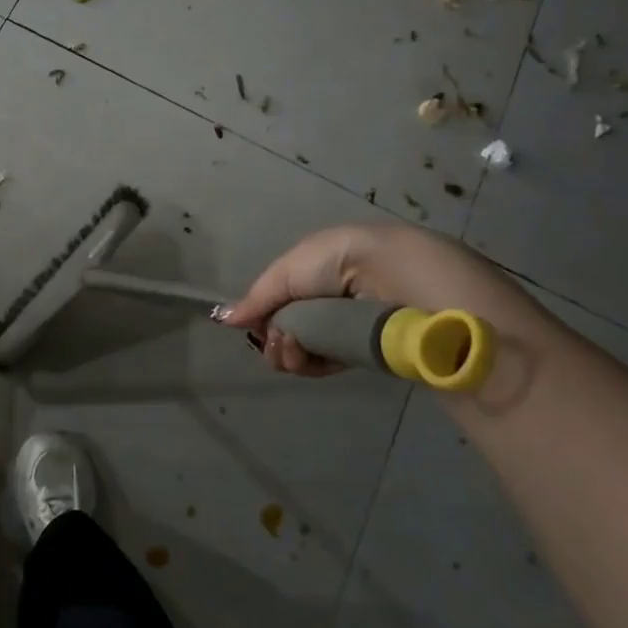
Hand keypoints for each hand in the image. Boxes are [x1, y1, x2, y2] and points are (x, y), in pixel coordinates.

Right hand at [223, 221, 564, 375]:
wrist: (405, 282)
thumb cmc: (345, 263)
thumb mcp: (291, 268)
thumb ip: (259, 296)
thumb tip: (222, 318)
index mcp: (321, 268)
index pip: (281, 297)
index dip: (264, 314)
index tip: (255, 329)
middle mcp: (335, 296)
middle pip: (289, 325)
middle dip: (275, 338)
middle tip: (278, 346)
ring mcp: (351, 326)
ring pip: (305, 347)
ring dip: (288, 352)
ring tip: (292, 352)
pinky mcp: (369, 353)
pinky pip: (327, 362)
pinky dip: (310, 364)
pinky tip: (304, 360)